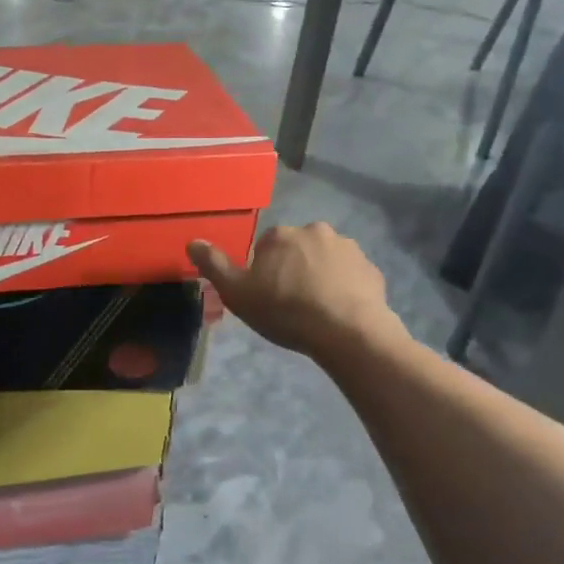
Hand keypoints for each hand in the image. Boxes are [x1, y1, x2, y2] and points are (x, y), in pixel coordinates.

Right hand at [188, 224, 406, 363]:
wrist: (348, 333)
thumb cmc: (286, 311)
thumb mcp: (237, 293)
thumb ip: (214, 265)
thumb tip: (192, 241)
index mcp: (281, 235)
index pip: (265, 246)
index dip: (263, 271)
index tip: (266, 295)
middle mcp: (315, 231)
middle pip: (296, 249)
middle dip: (292, 268)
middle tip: (290, 302)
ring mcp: (348, 248)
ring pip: (324, 260)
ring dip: (319, 275)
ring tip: (316, 309)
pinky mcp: (372, 270)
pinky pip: (350, 276)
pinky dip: (343, 288)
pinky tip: (338, 312)